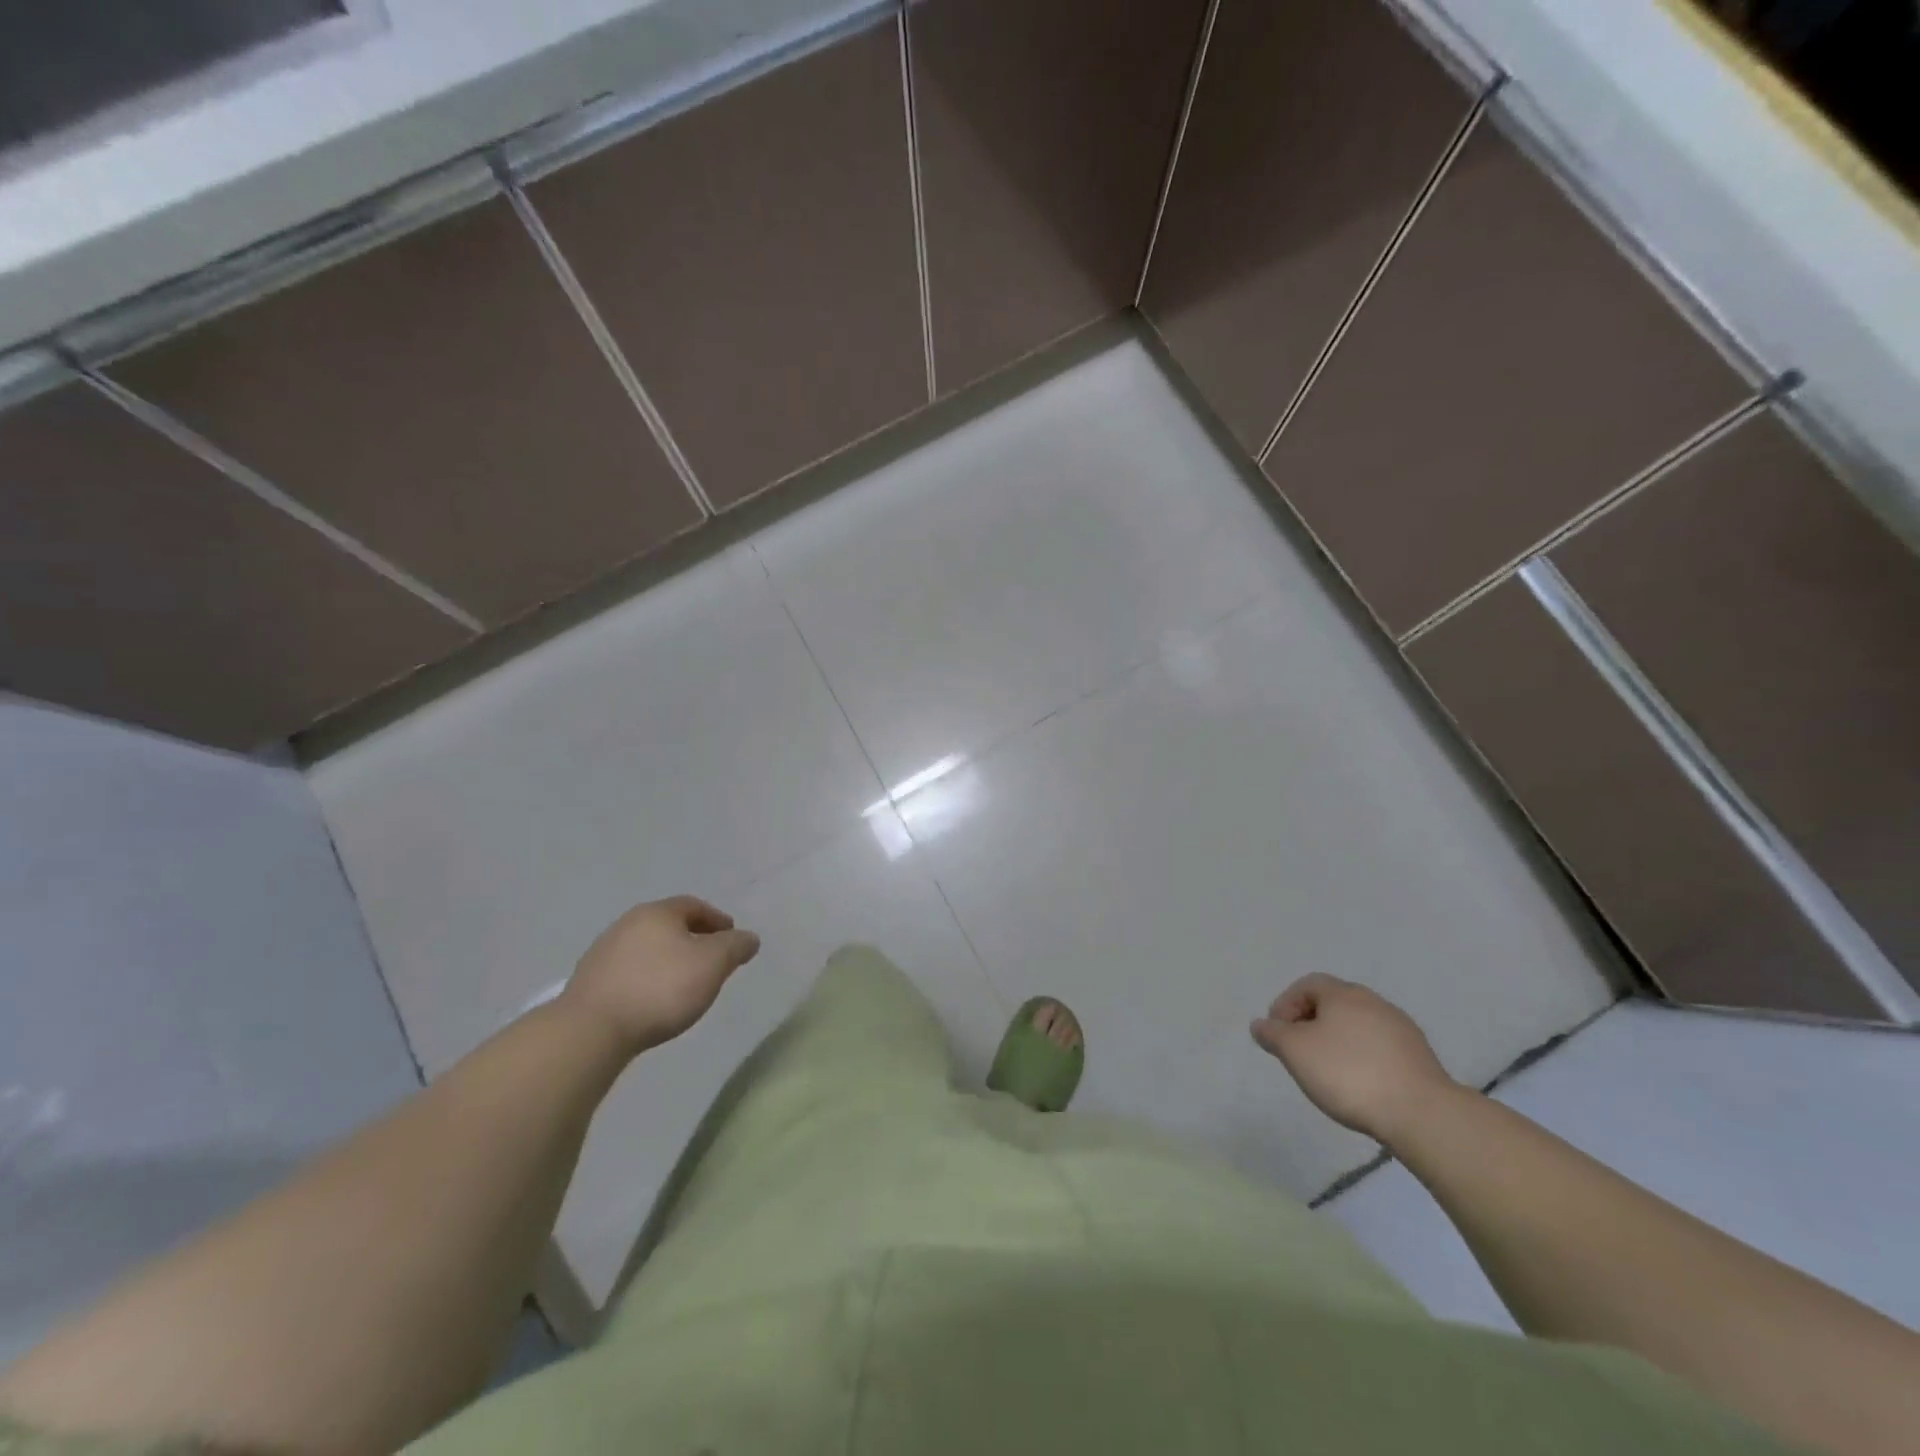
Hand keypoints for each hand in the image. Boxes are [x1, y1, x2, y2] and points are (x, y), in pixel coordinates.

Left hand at [562, 896, 760, 1055]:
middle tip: (711, 961)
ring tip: (684, 985)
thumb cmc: (661, 988)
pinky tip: (654, 1001)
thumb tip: (749, 938)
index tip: (732, 938)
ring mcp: (603, 952)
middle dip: (693, 939)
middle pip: (668, 925)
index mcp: (658, 912)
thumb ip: (735, 947)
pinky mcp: (589, 982)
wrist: (592, 1030)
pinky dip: (647, 979)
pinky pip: (629, 972)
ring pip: (647, 949)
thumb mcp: (713, 964)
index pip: (694, 906)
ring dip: (668, 960)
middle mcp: (627, 924)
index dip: (717, 920)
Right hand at [1250, 974, 1457, 1144]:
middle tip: (1298, 1052)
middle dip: (1311, 1023)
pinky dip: (1363, 1058)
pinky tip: (1360, 1084)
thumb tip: (1261, 1024)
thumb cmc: (1348, 1073)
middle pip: (1333, 1003)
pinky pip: (1379, 1047)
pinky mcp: (1420, 1056)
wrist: (1421, 1113)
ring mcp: (1401, 1028)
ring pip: (1358, 1026)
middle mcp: (1373, 1001)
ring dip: (1338, 1041)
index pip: (1307, 985)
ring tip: (1328, 1072)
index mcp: (1343, 993)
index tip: (1277, 1034)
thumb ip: (1273, 1034)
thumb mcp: (1295, 1052)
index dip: (1285, 1005)